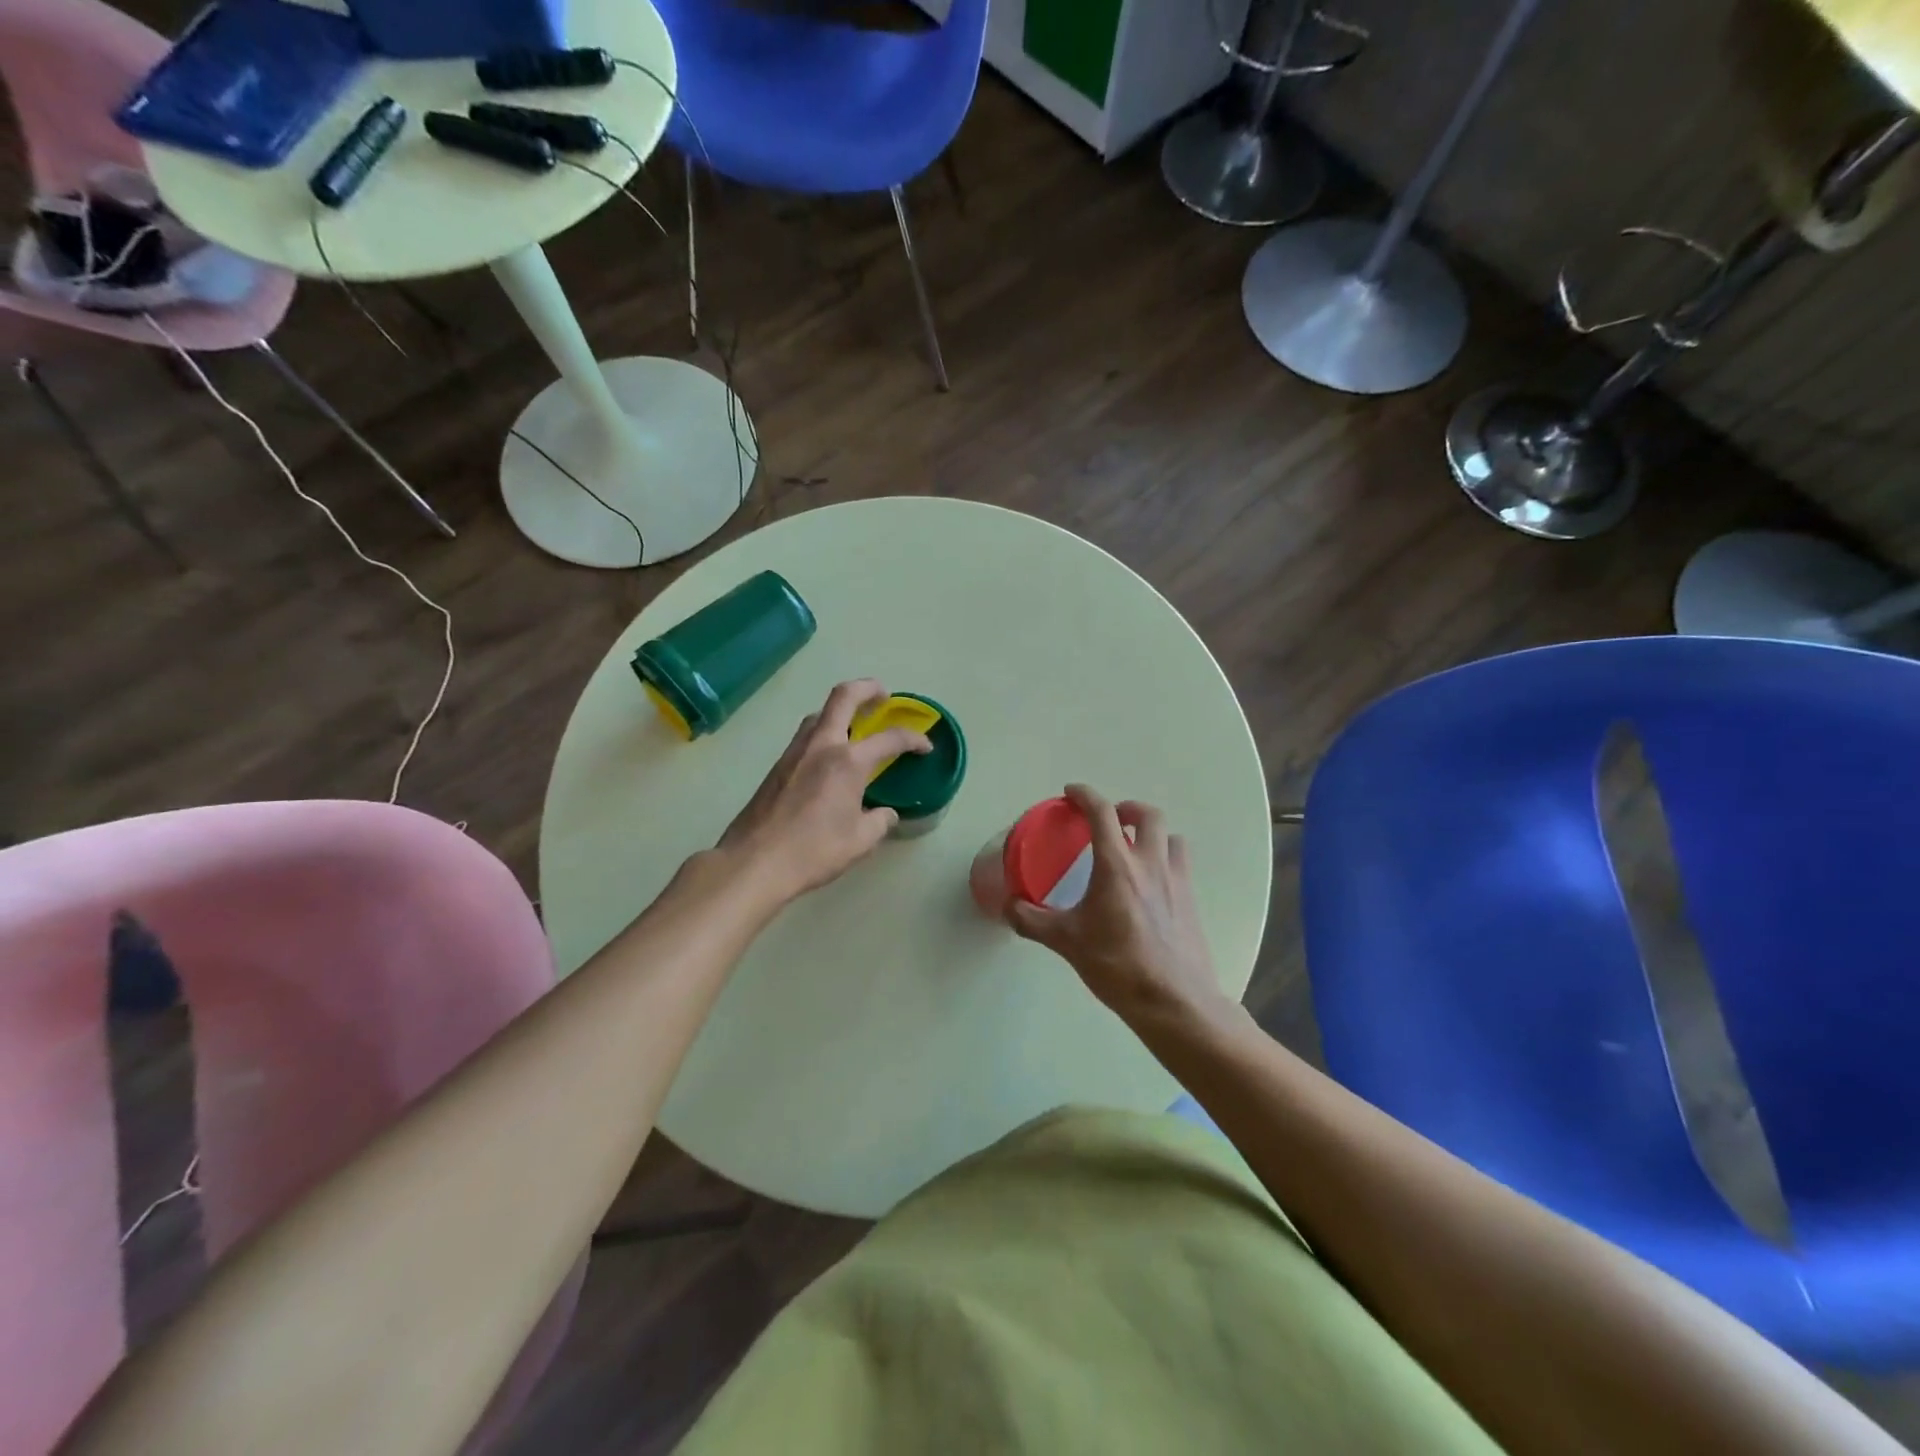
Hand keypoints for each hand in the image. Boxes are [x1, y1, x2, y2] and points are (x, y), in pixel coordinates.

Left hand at [717, 679, 930, 904]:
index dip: (913, 739)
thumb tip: (885, 813)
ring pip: (819, 714)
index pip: (890, 739)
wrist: (754, 861)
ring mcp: (794, 752)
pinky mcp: (777, 766)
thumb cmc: (813, 851)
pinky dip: (824, 732)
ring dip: (840, 709)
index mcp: (848, 762)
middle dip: (867, 688)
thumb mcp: (859, 842)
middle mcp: (821, 746)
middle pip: (843, 697)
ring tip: (855, 724)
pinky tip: (829, 756)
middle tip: (883, 695)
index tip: (925, 746)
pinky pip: (806, 735)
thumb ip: (879, 822)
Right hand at [1006, 785, 1227, 1027]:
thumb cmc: (1117, 965)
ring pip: (1171, 837)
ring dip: (1152, 833)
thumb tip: (1008, 907)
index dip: (1085, 795)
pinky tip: (1151, 885)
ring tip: (1135, 848)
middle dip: (1127, 809)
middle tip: (1110, 820)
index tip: (1072, 792)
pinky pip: (1181, 865)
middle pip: (1148, 815)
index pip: (1102, 813)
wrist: (1174, 1001)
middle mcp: (1150, 864)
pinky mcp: (1192, 902)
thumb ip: (1032, 920)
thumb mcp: (1066, 942)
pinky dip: (1165, 860)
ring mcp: (1177, 881)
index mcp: (1117, 865)